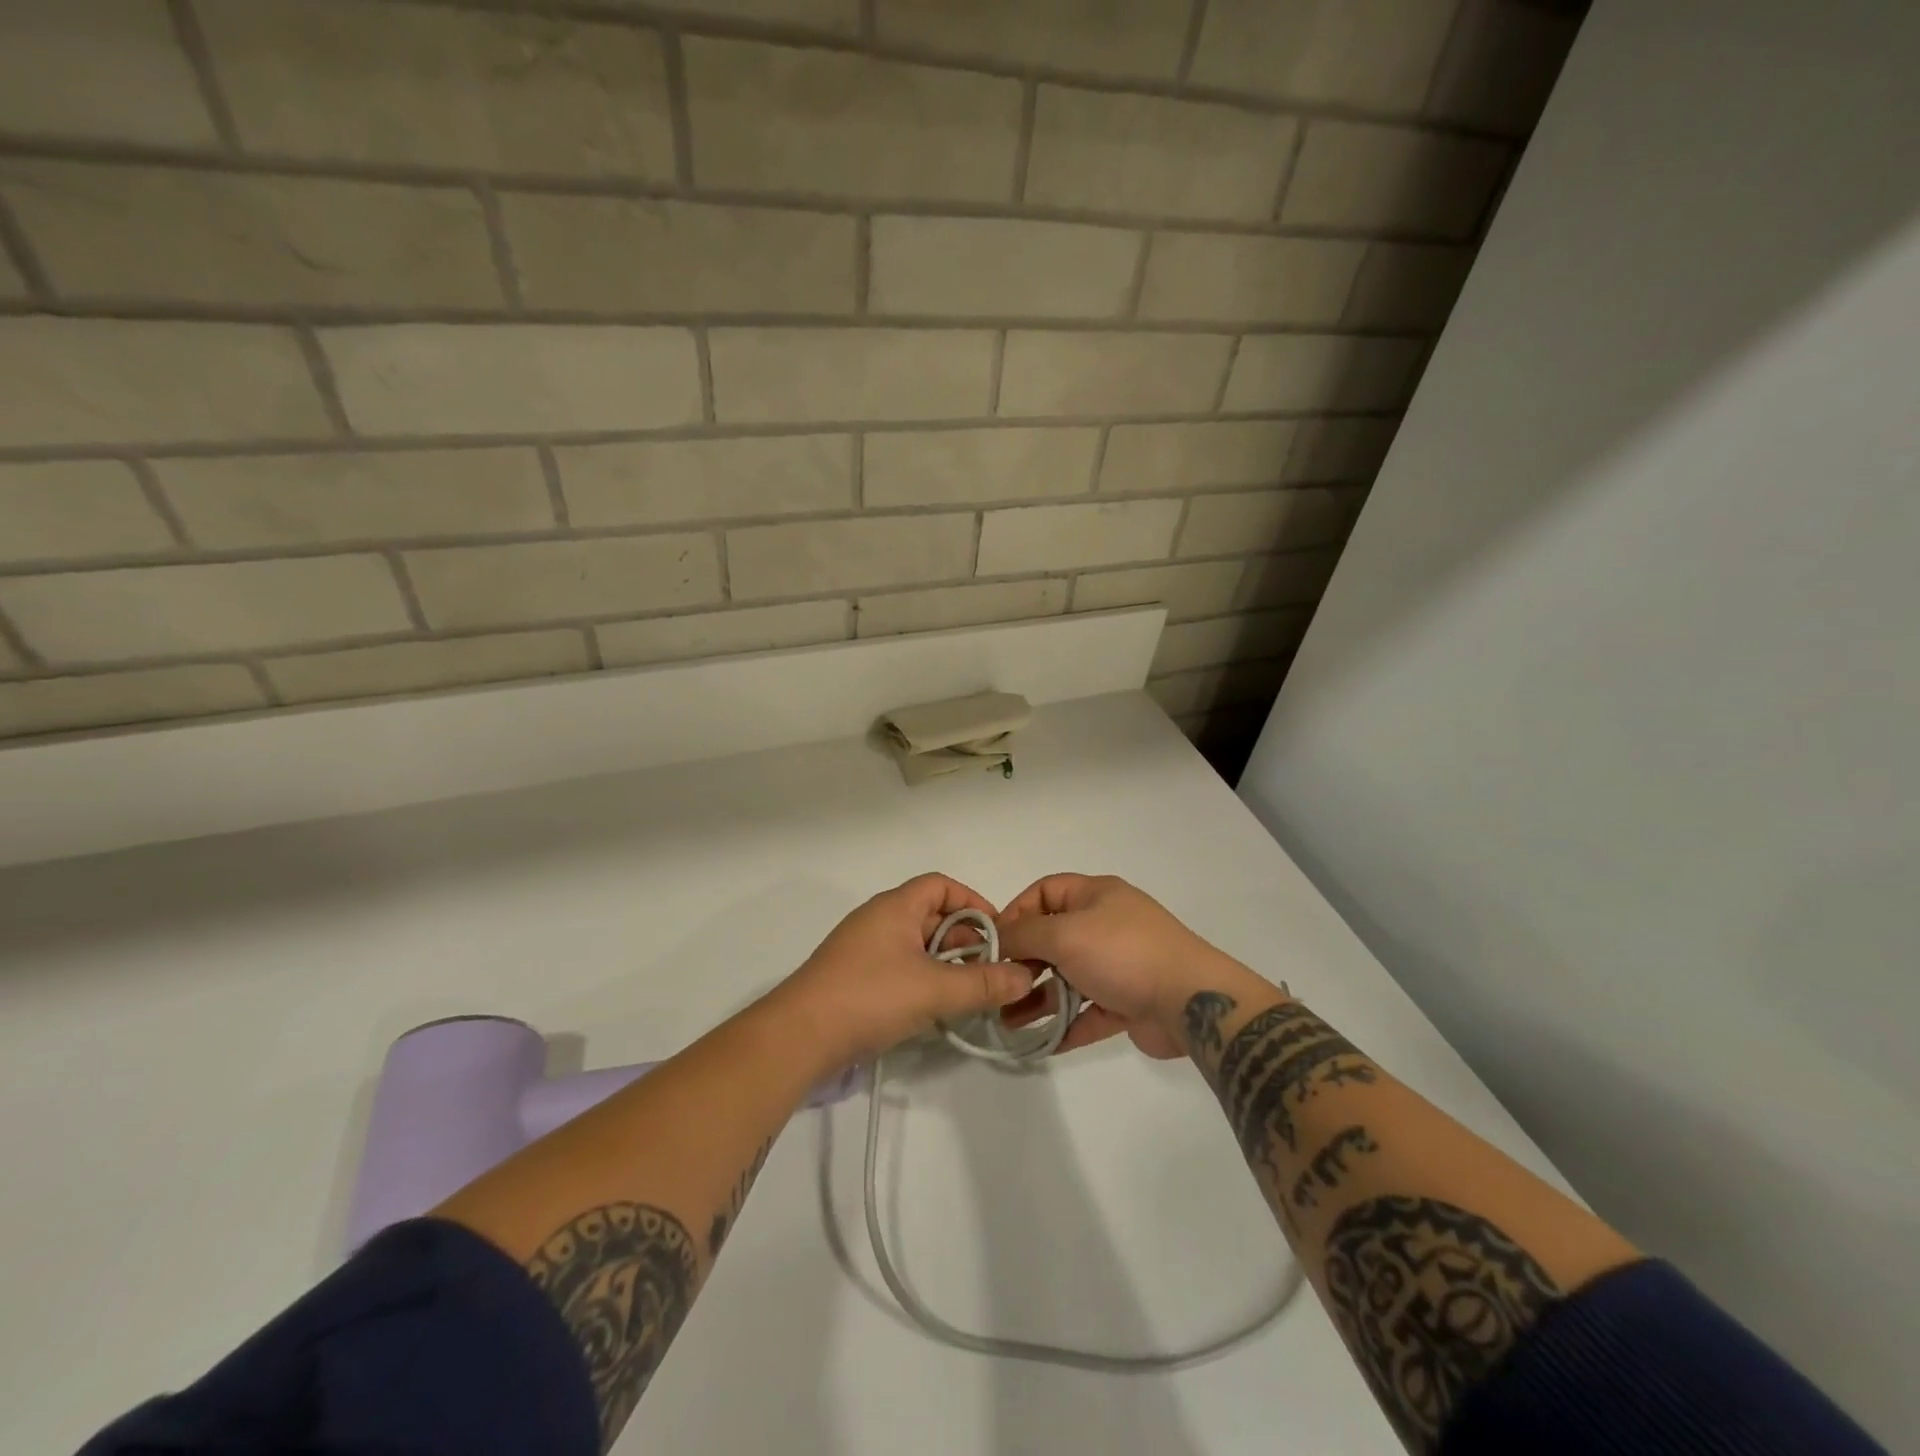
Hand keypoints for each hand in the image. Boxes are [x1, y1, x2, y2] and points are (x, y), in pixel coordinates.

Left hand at [777, 873, 1034, 1067]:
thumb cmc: (870, 996)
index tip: (998, 933)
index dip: (973, 902)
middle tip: (991, 970)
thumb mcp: (934, 989)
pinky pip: (899, 967)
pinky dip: (923, 980)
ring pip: (915, 945)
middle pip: (931, 916)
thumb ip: (983, 983)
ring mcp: (863, 949)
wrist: (799, 1036)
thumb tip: (1026, 976)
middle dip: (965, 940)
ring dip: (945, 964)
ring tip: (969, 992)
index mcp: (895, 907)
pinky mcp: (854, 978)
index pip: (941, 885)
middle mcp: (878, 920)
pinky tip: (935, 1009)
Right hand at [997, 874, 1250, 1058]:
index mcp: (1095, 895)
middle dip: (1023, 962)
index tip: (994, 942)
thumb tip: (998, 940)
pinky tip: (1040, 1043)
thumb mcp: (1065, 933)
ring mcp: (1118, 965)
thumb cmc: (1122, 953)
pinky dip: (1064, 1025)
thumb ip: (1024, 935)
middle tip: (998, 986)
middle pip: (1053, 937)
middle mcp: (1105, 925)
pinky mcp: (1127, 1002)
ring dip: (1038, 998)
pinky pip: (1087, 1012)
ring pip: (1067, 979)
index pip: (1045, 891)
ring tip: (1007, 1022)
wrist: (1190, 1002)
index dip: (1017, 911)